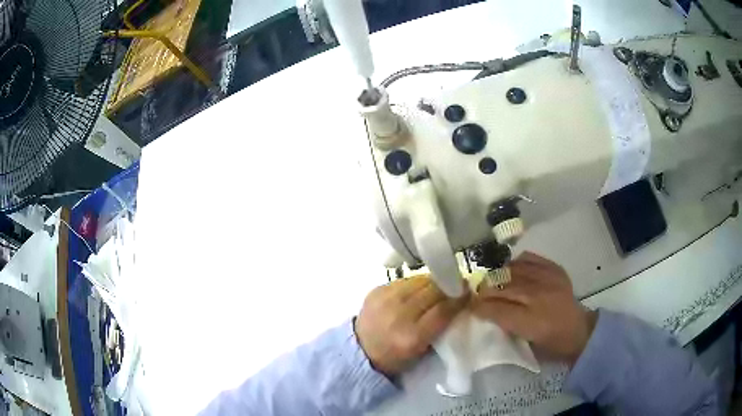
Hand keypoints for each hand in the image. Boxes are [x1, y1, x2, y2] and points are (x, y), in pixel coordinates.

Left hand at [355, 276, 467, 376]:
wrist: (360, 350)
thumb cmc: (395, 356)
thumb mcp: (421, 350)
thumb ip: (440, 327)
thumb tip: (457, 302)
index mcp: (412, 337)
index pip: (443, 310)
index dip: (459, 298)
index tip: (468, 292)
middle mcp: (399, 315)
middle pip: (432, 291)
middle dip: (448, 286)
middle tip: (457, 285)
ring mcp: (385, 300)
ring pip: (419, 280)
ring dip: (433, 282)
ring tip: (440, 284)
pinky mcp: (376, 290)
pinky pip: (404, 280)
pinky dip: (416, 283)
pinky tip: (419, 288)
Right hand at [472, 252, 596, 364]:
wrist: (580, 330)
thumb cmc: (551, 345)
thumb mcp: (527, 346)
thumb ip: (507, 328)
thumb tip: (486, 312)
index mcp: (533, 322)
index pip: (498, 310)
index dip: (480, 307)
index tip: (470, 307)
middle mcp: (540, 297)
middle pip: (504, 287)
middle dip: (485, 290)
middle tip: (475, 293)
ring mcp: (549, 279)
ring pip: (513, 270)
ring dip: (497, 275)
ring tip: (490, 280)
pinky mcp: (555, 269)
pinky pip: (529, 259)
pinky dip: (515, 263)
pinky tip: (510, 270)